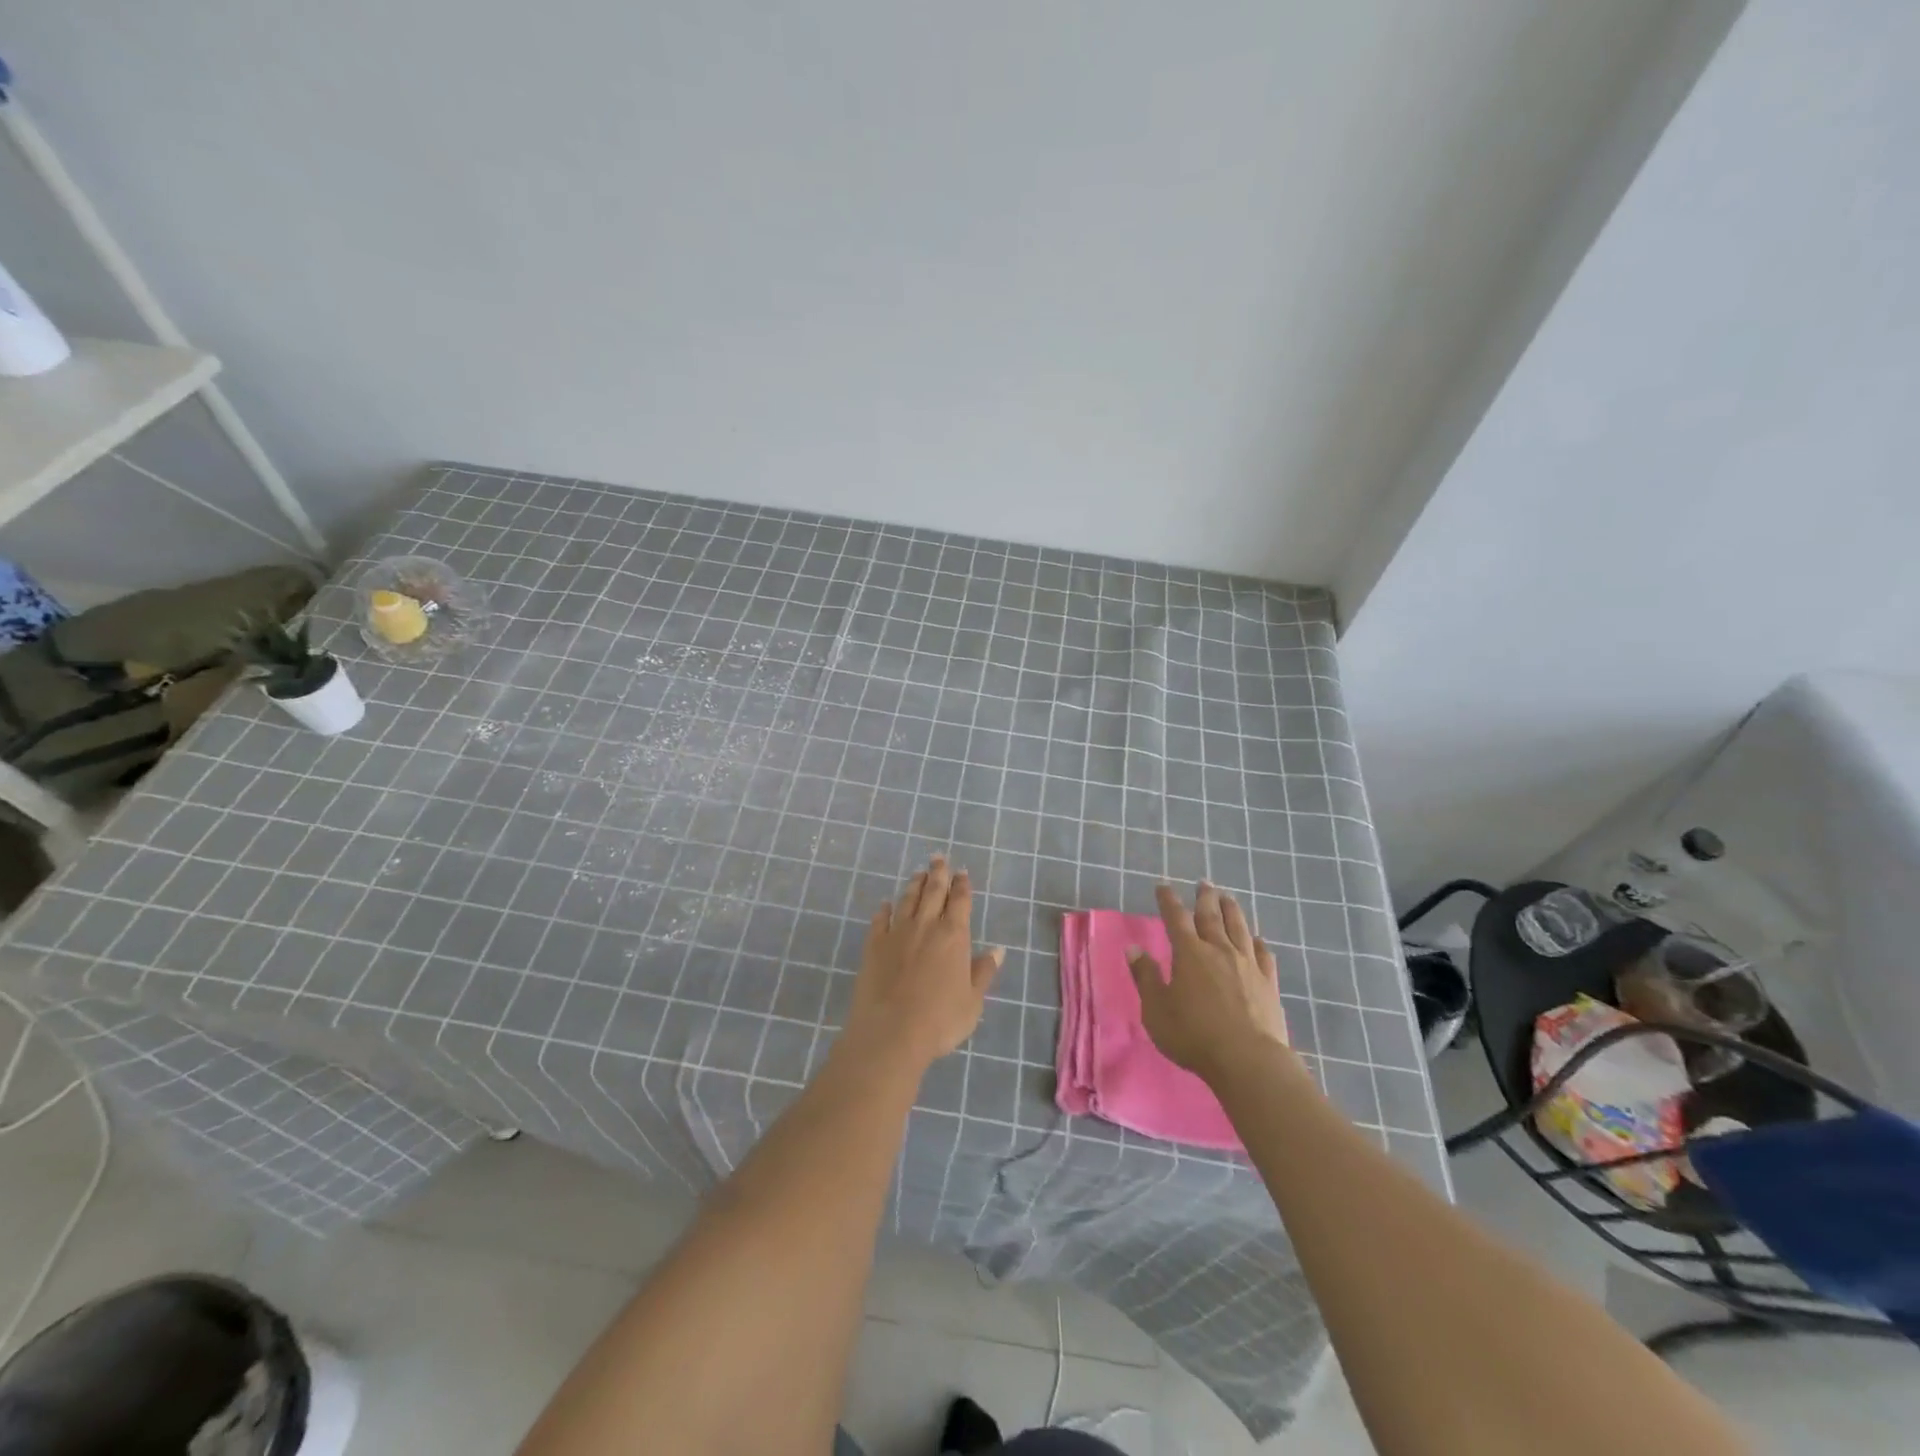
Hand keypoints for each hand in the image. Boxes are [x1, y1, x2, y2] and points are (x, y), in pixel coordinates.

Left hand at [844, 855, 1003, 1072]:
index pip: (960, 901)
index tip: (962, 872)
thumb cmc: (939, 1020)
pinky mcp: (873, 945)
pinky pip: (880, 920)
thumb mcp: (972, 1001)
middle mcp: (926, 926)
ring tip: (918, 873)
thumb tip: (998, 950)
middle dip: (938, 873)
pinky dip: (884, 910)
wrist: (890, 1033)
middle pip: (933, 891)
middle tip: (938, 857)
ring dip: (914, 884)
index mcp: (953, 936)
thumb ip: (983, 972)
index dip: (962, 885)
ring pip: (907, 900)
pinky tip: (885, 904)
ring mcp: (897, 933)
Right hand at [1127, 882, 1294, 1086]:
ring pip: (1239, 928)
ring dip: (1232, 910)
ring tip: (1228, 897)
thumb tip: (1133, 948)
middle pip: (1211, 916)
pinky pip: (1263, 954)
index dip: (1168, 900)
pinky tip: (1257, 939)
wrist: (1247, 1060)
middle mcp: (1219, 950)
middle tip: (1203, 882)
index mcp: (1189, 953)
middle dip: (1205, 897)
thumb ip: (1145, 977)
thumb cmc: (1193, 1035)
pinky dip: (1257, 942)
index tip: (1163, 887)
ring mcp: (1247, 964)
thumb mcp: (1156, 1009)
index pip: (1176, 918)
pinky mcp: (1268, 982)